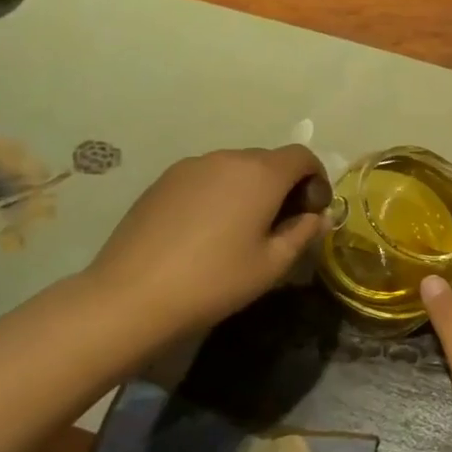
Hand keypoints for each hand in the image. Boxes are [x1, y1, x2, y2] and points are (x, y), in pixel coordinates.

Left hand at [85, 145, 326, 339]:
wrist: (132, 295)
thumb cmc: (215, 280)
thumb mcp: (272, 264)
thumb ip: (302, 233)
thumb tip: (319, 217)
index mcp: (260, 174)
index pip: (302, 156)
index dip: (316, 178)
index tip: (313, 210)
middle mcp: (227, 158)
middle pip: (268, 160)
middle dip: (284, 185)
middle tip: (281, 225)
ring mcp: (190, 166)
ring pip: (235, 168)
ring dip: (249, 189)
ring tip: (241, 229)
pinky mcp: (163, 181)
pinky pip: (206, 178)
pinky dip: (219, 193)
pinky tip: (207, 231)